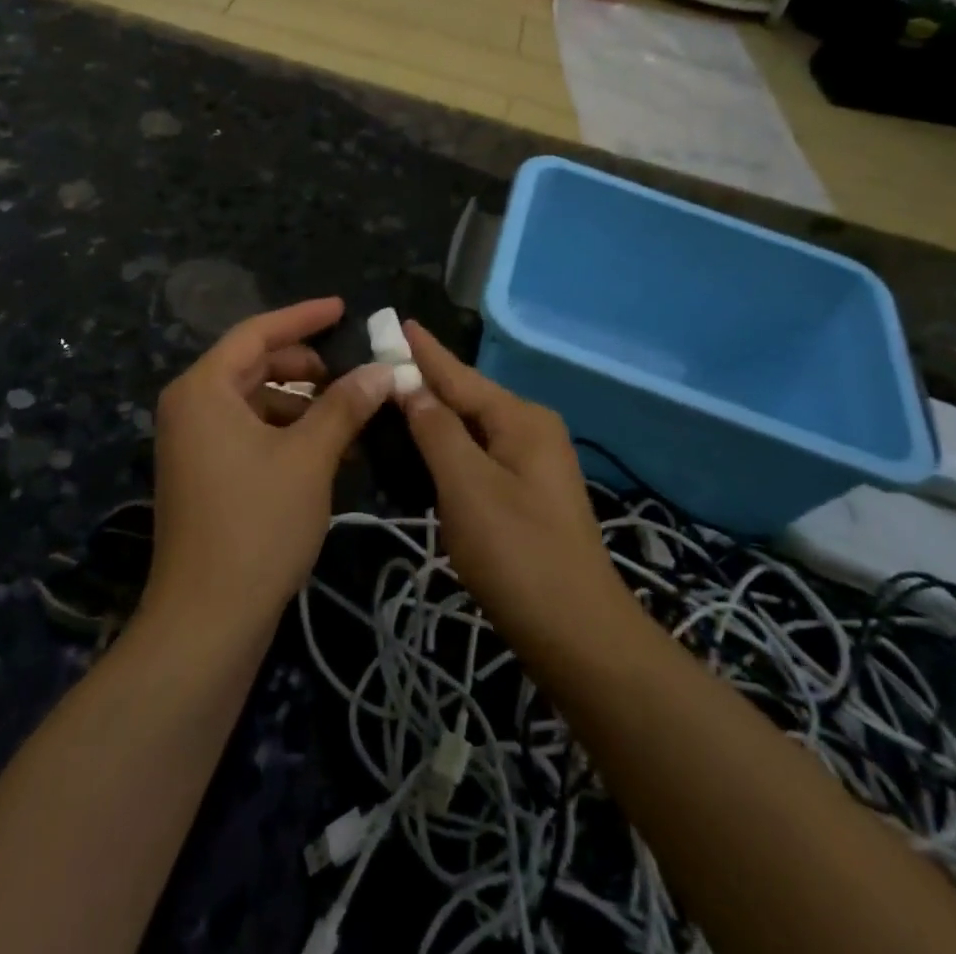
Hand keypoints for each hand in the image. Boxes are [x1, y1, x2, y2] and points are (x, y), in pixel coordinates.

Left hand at [145, 299, 394, 630]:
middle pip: (254, 365)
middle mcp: (190, 407)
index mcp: (203, 389)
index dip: (303, 317)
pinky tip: (328, 451)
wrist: (206, 620)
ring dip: (302, 404)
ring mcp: (193, 443)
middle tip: (353, 371)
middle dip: (306, 365)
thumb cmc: (257, 525)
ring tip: (350, 416)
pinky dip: (287, 433)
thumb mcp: (309, 457)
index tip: (342, 308)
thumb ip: (345, 406)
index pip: (257, 333)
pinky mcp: (203, 474)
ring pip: (255, 402)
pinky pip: (249, 433)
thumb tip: (384, 370)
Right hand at [399, 322, 631, 645]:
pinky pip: (477, 455)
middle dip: (424, 382)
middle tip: (378, 366)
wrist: (578, 635)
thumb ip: (436, 430)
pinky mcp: (525, 494)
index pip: (459, 375)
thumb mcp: (468, 486)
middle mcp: (530, 430)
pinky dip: (446, 449)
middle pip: (466, 398)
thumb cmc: (518, 554)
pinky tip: (420, 450)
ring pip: (470, 429)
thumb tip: (410, 385)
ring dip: (432, 417)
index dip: (424, 351)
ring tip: (390, 400)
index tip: (396, 320)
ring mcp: (531, 463)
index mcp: (520, 418)